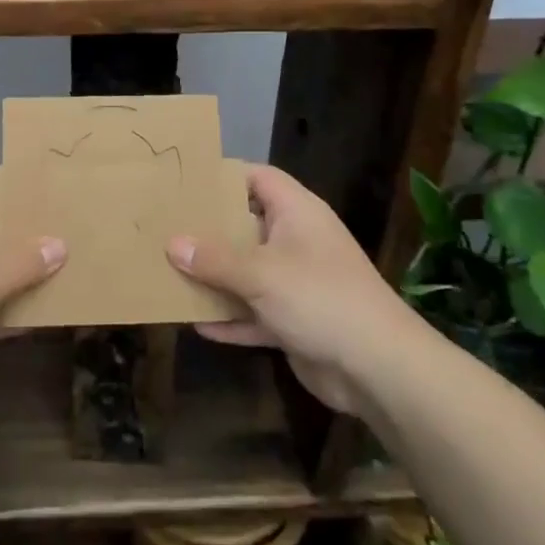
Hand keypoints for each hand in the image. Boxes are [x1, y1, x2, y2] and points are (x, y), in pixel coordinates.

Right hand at [167, 163, 409, 412]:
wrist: (378, 368)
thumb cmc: (320, 299)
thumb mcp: (260, 274)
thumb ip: (214, 259)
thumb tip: (172, 244)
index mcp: (297, 213)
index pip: (258, 178)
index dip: (224, 176)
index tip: (185, 183)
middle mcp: (297, 241)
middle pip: (247, 225)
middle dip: (210, 230)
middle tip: (166, 228)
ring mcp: (298, 283)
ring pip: (248, 272)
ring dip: (215, 277)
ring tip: (171, 272)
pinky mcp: (296, 321)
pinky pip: (255, 312)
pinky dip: (231, 318)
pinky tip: (196, 324)